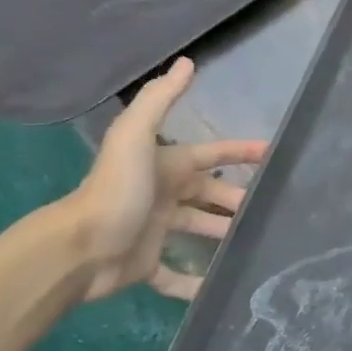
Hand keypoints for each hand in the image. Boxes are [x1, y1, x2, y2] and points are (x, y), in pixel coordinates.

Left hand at [62, 58, 266, 301]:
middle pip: (210, 194)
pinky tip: (217, 288)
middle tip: (270, 208)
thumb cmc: (116, 190)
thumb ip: (160, 100)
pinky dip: (194, 283)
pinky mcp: (146, 265)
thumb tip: (186, 62)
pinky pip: (175, 276)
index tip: (273, 154)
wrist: (78, 249)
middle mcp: (164, 196)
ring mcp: (155, 231)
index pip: (212, 154)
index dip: (241, 152)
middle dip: (238, 198)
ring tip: (256, 243)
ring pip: (199, 230)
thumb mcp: (135, 136)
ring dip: (224, 235)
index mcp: (167, 167)